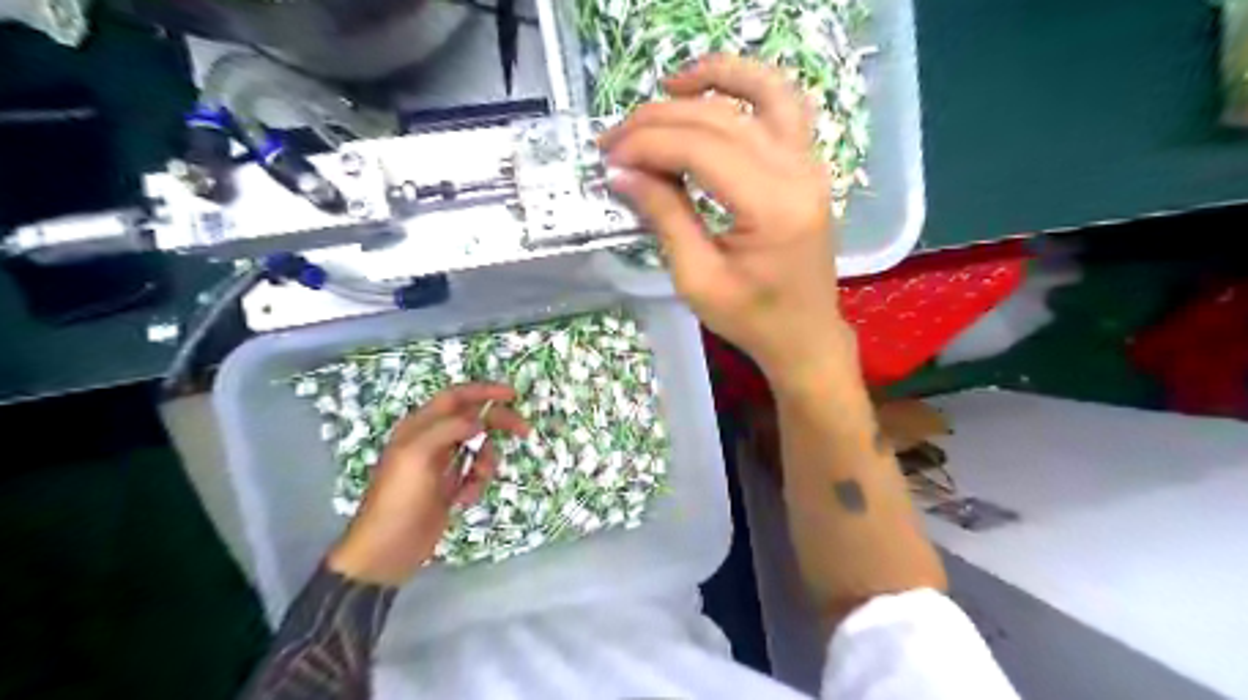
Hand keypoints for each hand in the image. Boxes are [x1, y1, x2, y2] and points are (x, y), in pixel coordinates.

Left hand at [324, 382, 526, 585]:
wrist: (388, 549)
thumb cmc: (399, 498)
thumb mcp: (418, 455)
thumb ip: (449, 429)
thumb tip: (480, 420)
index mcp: (420, 427)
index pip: (456, 397)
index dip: (484, 391)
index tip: (512, 395)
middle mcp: (432, 440)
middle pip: (474, 420)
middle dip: (498, 424)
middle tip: (524, 431)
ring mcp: (442, 465)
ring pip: (479, 449)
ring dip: (486, 463)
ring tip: (475, 482)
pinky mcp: (450, 488)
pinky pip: (476, 475)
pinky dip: (477, 484)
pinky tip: (463, 500)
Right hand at [601, 54, 854, 382]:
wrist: (804, 333)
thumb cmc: (751, 318)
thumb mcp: (697, 279)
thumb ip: (664, 217)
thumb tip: (622, 172)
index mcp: (772, 208)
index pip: (701, 150)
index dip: (648, 145)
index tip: (609, 157)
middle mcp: (799, 173)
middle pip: (721, 119)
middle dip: (660, 121)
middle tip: (615, 138)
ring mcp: (810, 163)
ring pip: (761, 93)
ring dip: (711, 80)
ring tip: (665, 88)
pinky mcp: (808, 164)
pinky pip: (783, 105)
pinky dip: (747, 85)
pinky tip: (711, 93)